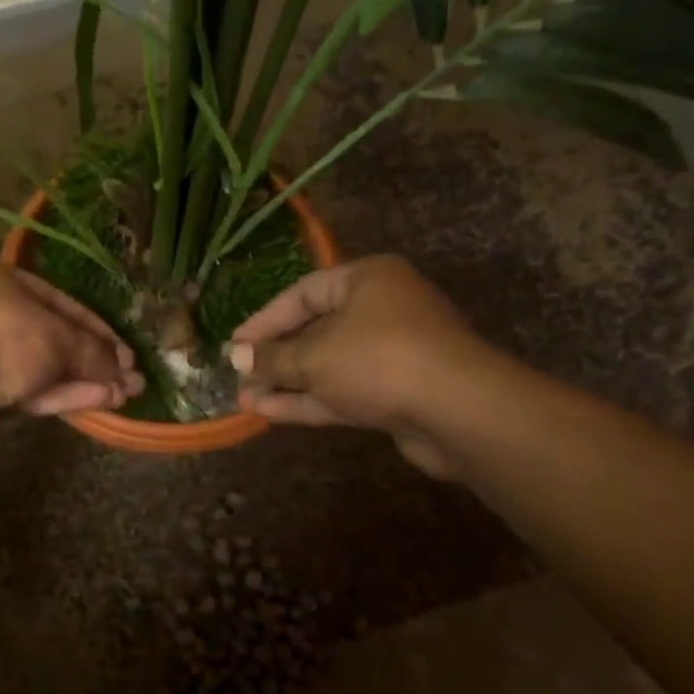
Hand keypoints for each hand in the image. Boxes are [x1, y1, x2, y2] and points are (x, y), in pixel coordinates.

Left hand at [0, 259, 143, 461]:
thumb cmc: (1, 335)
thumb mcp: (56, 336)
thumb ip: (92, 351)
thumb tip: (123, 372)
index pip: (57, 299)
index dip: (96, 326)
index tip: (126, 351)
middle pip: (50, 335)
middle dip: (93, 359)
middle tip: (130, 378)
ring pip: (40, 367)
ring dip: (83, 380)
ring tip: (125, 395)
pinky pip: (26, 391)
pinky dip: (61, 395)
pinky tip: (98, 402)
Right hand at [226, 255, 484, 475]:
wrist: (459, 411)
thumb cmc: (379, 360)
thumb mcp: (314, 355)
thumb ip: (273, 356)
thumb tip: (235, 356)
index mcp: (367, 280)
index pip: (302, 293)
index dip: (264, 320)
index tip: (234, 345)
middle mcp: (381, 310)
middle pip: (315, 330)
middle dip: (275, 357)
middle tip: (238, 376)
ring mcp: (391, 354)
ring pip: (328, 365)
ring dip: (288, 383)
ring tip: (245, 400)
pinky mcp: (396, 393)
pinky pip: (344, 390)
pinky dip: (309, 400)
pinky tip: (270, 412)